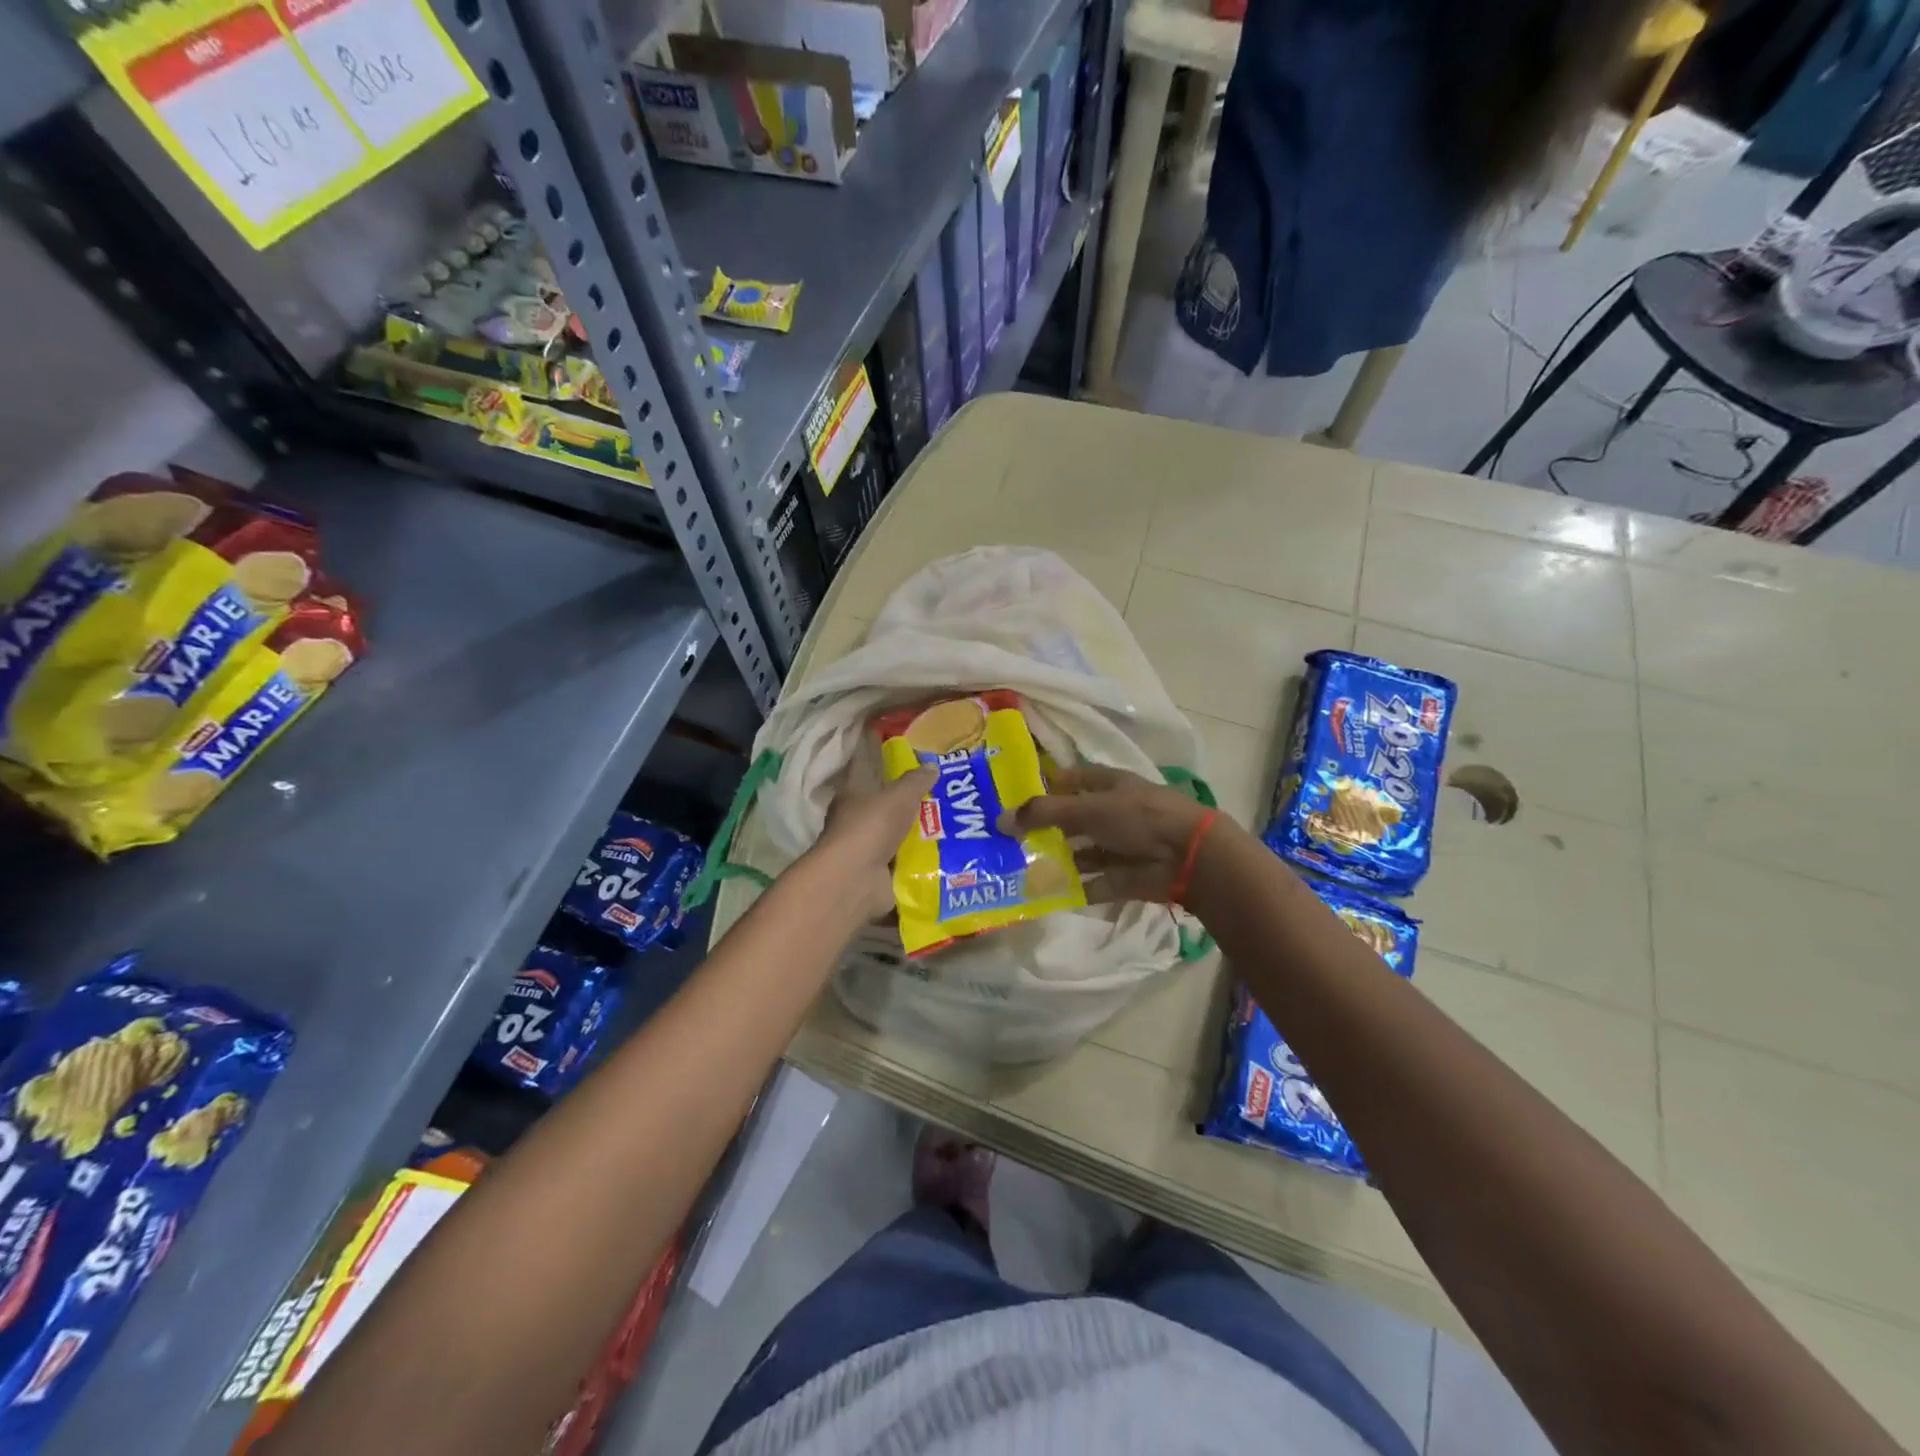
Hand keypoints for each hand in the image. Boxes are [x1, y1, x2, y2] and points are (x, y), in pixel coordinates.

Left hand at [811, 766, 936, 921]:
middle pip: (889, 810)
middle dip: (915, 808)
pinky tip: (947, 858)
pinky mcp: (878, 876)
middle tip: (948, 801)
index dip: (892, 770)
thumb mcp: (899, 796)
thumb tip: (932, 767)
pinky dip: (922, 864)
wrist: (856, 880)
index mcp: (852, 796)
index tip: (918, 768)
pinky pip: (906, 865)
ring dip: (922, 838)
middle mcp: (856, 823)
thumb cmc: (871, 826)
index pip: (871, 775)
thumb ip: (915, 781)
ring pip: (899, 838)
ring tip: (955, 830)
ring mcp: (867, 852)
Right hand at [1005, 764, 1216, 903]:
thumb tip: (1000, 820)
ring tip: (1014, 868)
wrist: (1188, 857)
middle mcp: (1110, 813)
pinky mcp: (1119, 878)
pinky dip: (1068, 889)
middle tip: (1002, 840)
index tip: (1009, 799)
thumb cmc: (1138, 817)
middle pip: (1069, 820)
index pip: (1069, 780)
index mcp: (1107, 785)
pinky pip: (1088, 883)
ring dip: (1052, 860)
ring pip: (1077, 853)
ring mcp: (1115, 847)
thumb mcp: (1088, 808)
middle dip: (1041, 829)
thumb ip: (1043, 813)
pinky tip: (1038, 894)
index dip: (1043, 786)